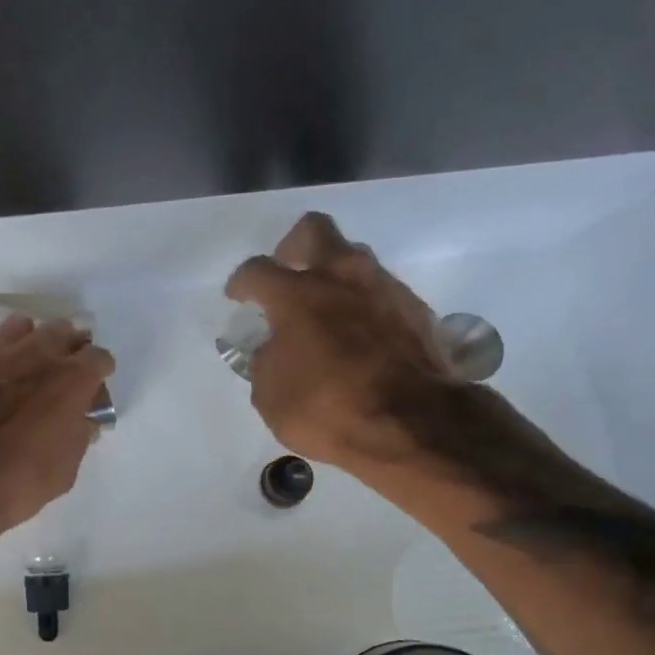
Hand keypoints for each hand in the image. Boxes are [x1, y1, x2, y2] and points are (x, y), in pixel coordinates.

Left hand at [0, 314, 115, 544]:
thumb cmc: (17, 482)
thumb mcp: (66, 469)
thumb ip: (79, 435)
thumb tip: (81, 420)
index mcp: (70, 379)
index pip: (99, 357)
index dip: (99, 372)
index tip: (94, 386)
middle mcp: (35, 354)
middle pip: (62, 330)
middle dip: (67, 347)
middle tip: (62, 371)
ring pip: (20, 326)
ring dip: (28, 342)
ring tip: (23, 365)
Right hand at [226, 212, 459, 475]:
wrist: (414, 424)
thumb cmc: (329, 410)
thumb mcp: (271, 397)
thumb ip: (266, 362)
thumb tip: (274, 349)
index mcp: (296, 295)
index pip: (257, 270)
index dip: (241, 282)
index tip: (238, 296)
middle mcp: (341, 278)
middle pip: (314, 230)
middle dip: (294, 246)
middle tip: (287, 270)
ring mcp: (384, 288)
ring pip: (355, 257)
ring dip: (335, 273)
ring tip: (326, 305)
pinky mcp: (417, 309)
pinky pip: (383, 291)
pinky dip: (366, 303)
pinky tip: (361, 333)